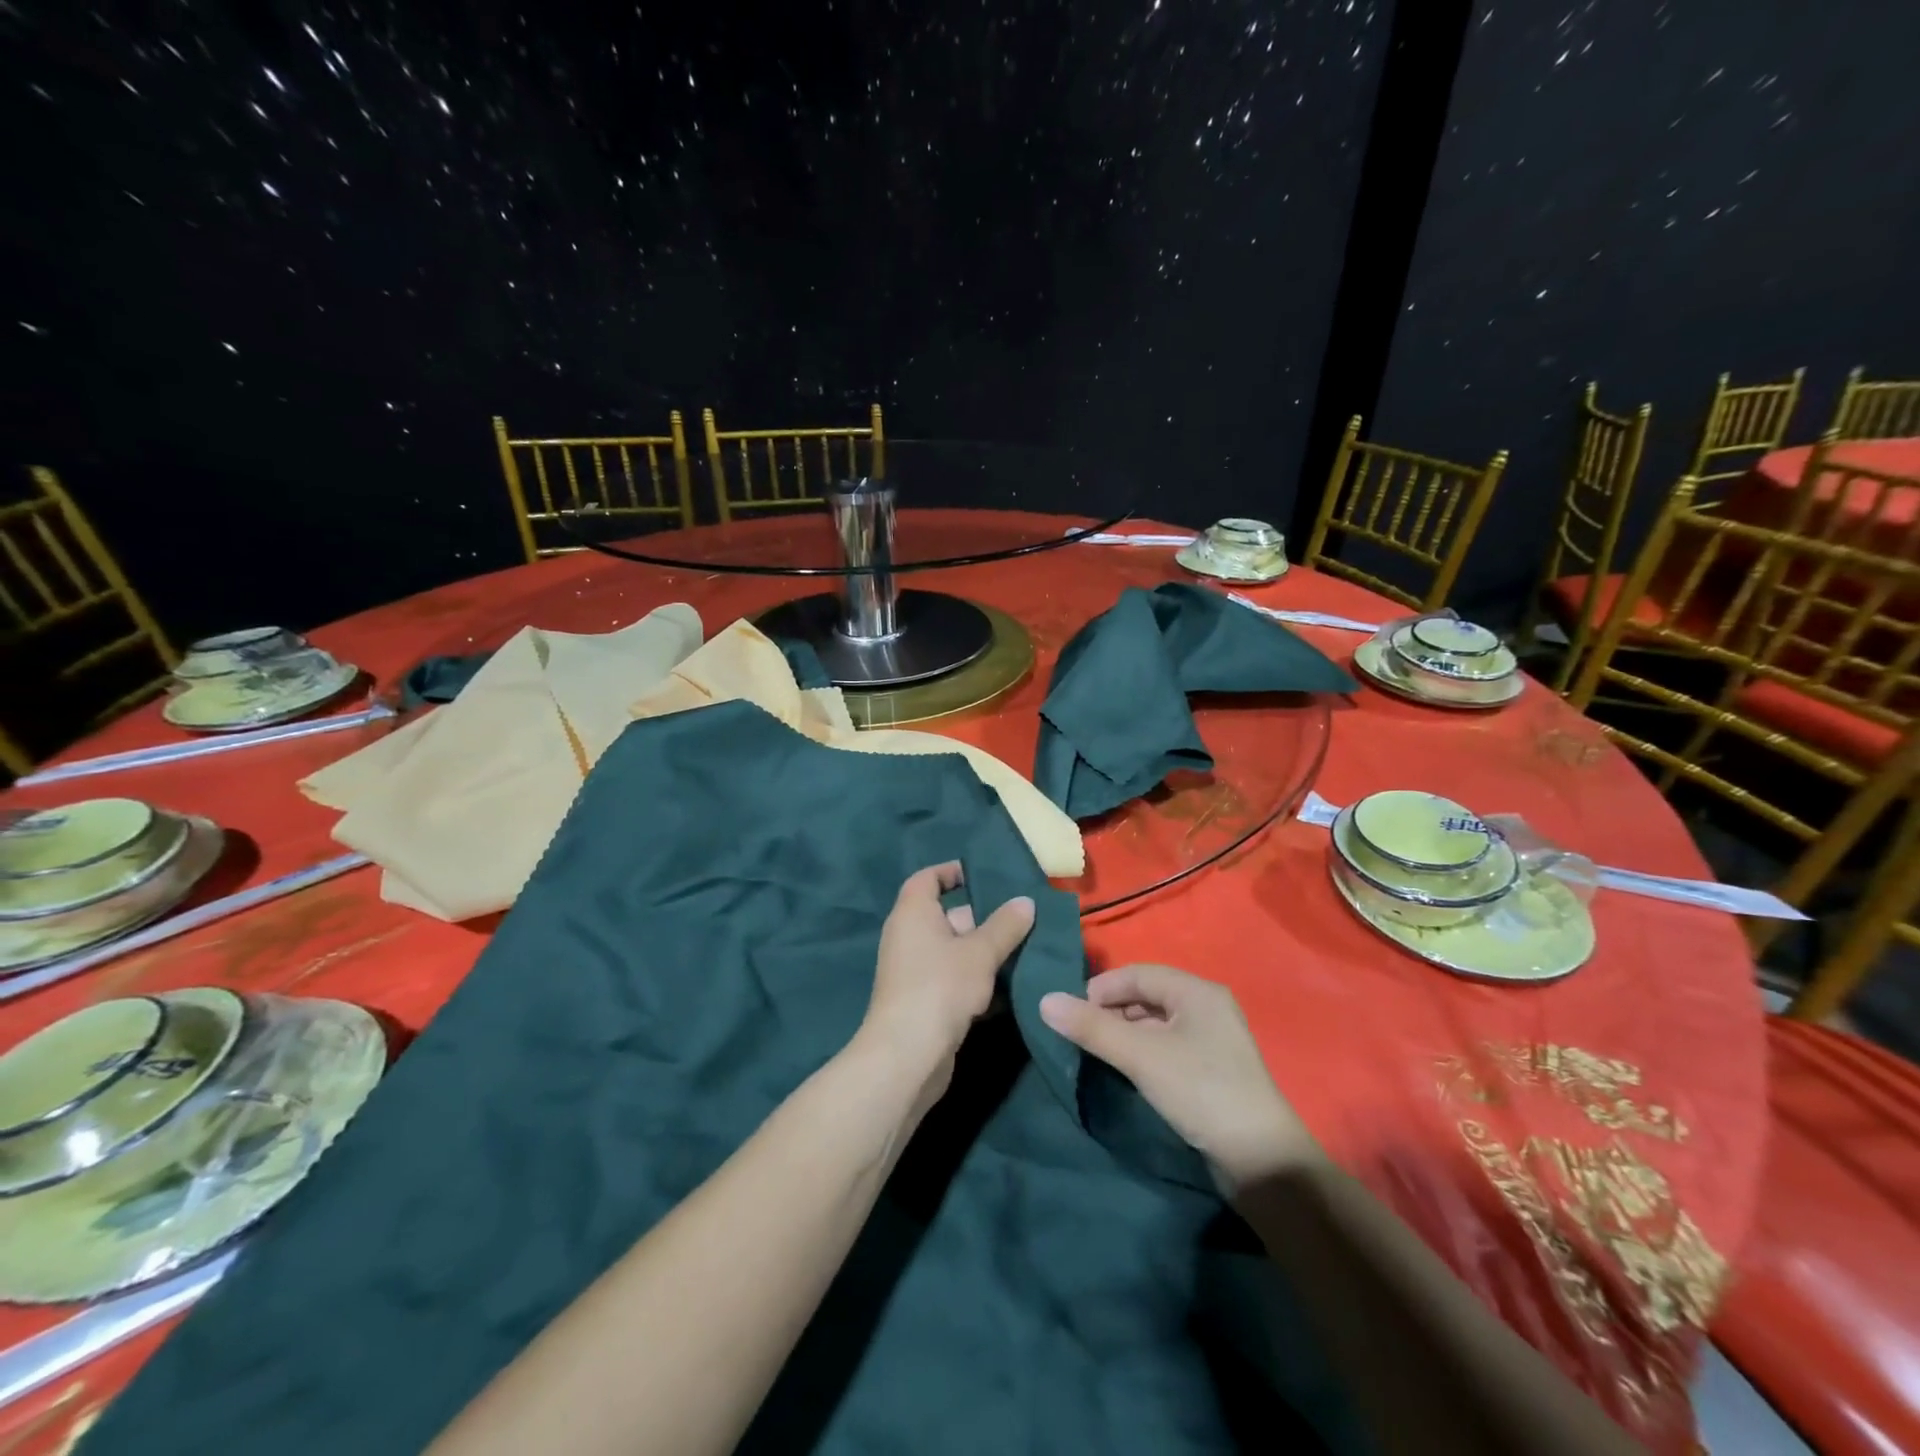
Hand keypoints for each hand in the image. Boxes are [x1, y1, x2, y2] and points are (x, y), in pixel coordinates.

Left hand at [853, 863, 1034, 1115]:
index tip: (986, 874)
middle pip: (950, 916)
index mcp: (914, 912)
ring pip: (957, 951)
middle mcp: (910, 936)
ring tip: (1029, 949)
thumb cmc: (940, 987)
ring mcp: (916, 971)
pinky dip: (980, 981)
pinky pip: (956, 979)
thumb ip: (1005, 925)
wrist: (908, 1056)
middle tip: (1026, 917)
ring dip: (988, 953)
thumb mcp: (980, 952)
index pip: (929, 878)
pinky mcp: (926, 1001)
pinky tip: (1013, 988)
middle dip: (986, 917)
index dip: (954, 872)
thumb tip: (1026, 901)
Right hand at [1039, 964, 1316, 1192]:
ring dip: (1124, 1033)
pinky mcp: (1211, 1070)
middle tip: (1082, 1035)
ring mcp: (1212, 1040)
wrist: (1261, 1161)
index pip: (1138, 973)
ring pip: (1155, 1023)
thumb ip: (1093, 1028)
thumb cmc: (1200, 1091)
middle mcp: (1207, 1007)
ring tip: (1098, 1053)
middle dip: (1111, 1011)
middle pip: (1146, 996)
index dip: (1102, 988)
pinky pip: (1167, 1046)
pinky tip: (1126, 1070)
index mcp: (1197, 992)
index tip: (1072, 1013)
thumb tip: (1044, 1001)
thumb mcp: (1141, 1056)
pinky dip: (1142, 1051)